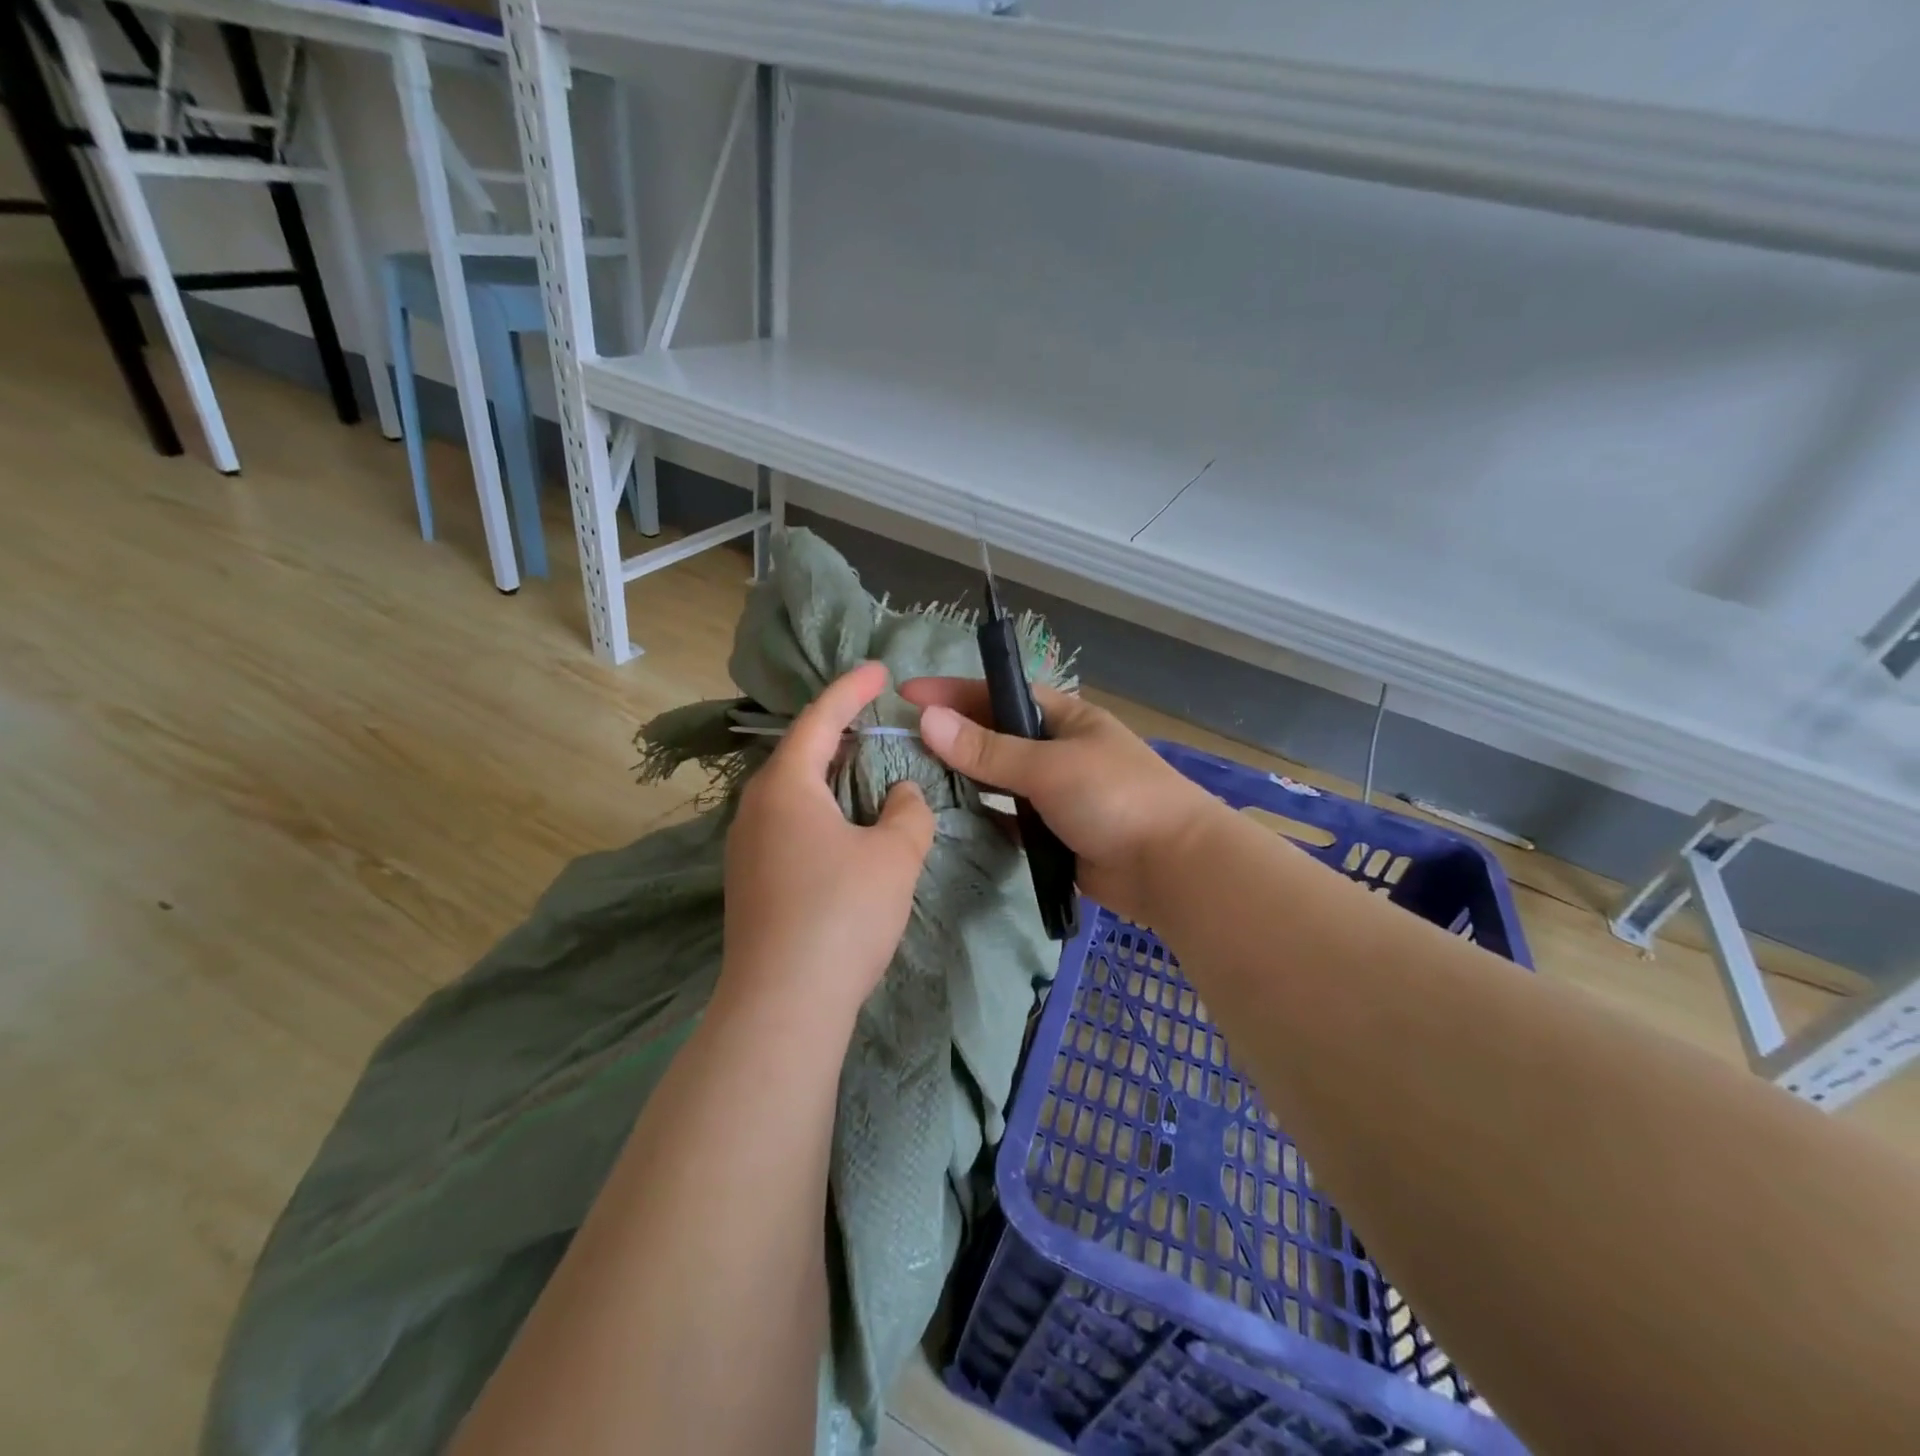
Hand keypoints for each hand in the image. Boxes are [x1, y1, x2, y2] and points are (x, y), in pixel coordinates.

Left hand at [720, 662, 935, 1024]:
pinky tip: (843, 828)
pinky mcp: (750, 882)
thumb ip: (908, 813)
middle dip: (838, 731)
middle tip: (875, 720)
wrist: (782, 1006)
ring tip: (864, 769)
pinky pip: (788, 824)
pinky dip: (819, 810)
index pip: (820, 719)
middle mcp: (755, 808)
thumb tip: (902, 796)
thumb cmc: (841, 914)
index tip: (879, 670)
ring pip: (792, 792)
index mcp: (786, 786)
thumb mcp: (893, 856)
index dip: (852, 690)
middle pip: (799, 753)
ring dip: (829, 774)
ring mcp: (746, 848)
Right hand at [900, 678, 1220, 924]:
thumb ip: (987, 749)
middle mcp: (1057, 749)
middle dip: (951, 736)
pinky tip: (945, 818)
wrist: (1171, 869)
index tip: (906, 695)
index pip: (999, 694)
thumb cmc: (1115, 798)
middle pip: (994, 735)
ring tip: (911, 779)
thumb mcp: (1048, 766)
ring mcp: (1054, 793)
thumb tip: (927, 720)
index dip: (953, 692)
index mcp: (1064, 717)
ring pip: (997, 778)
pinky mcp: (1051, 832)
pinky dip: (981, 816)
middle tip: (899, 742)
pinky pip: (1006, 817)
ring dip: (962, 777)